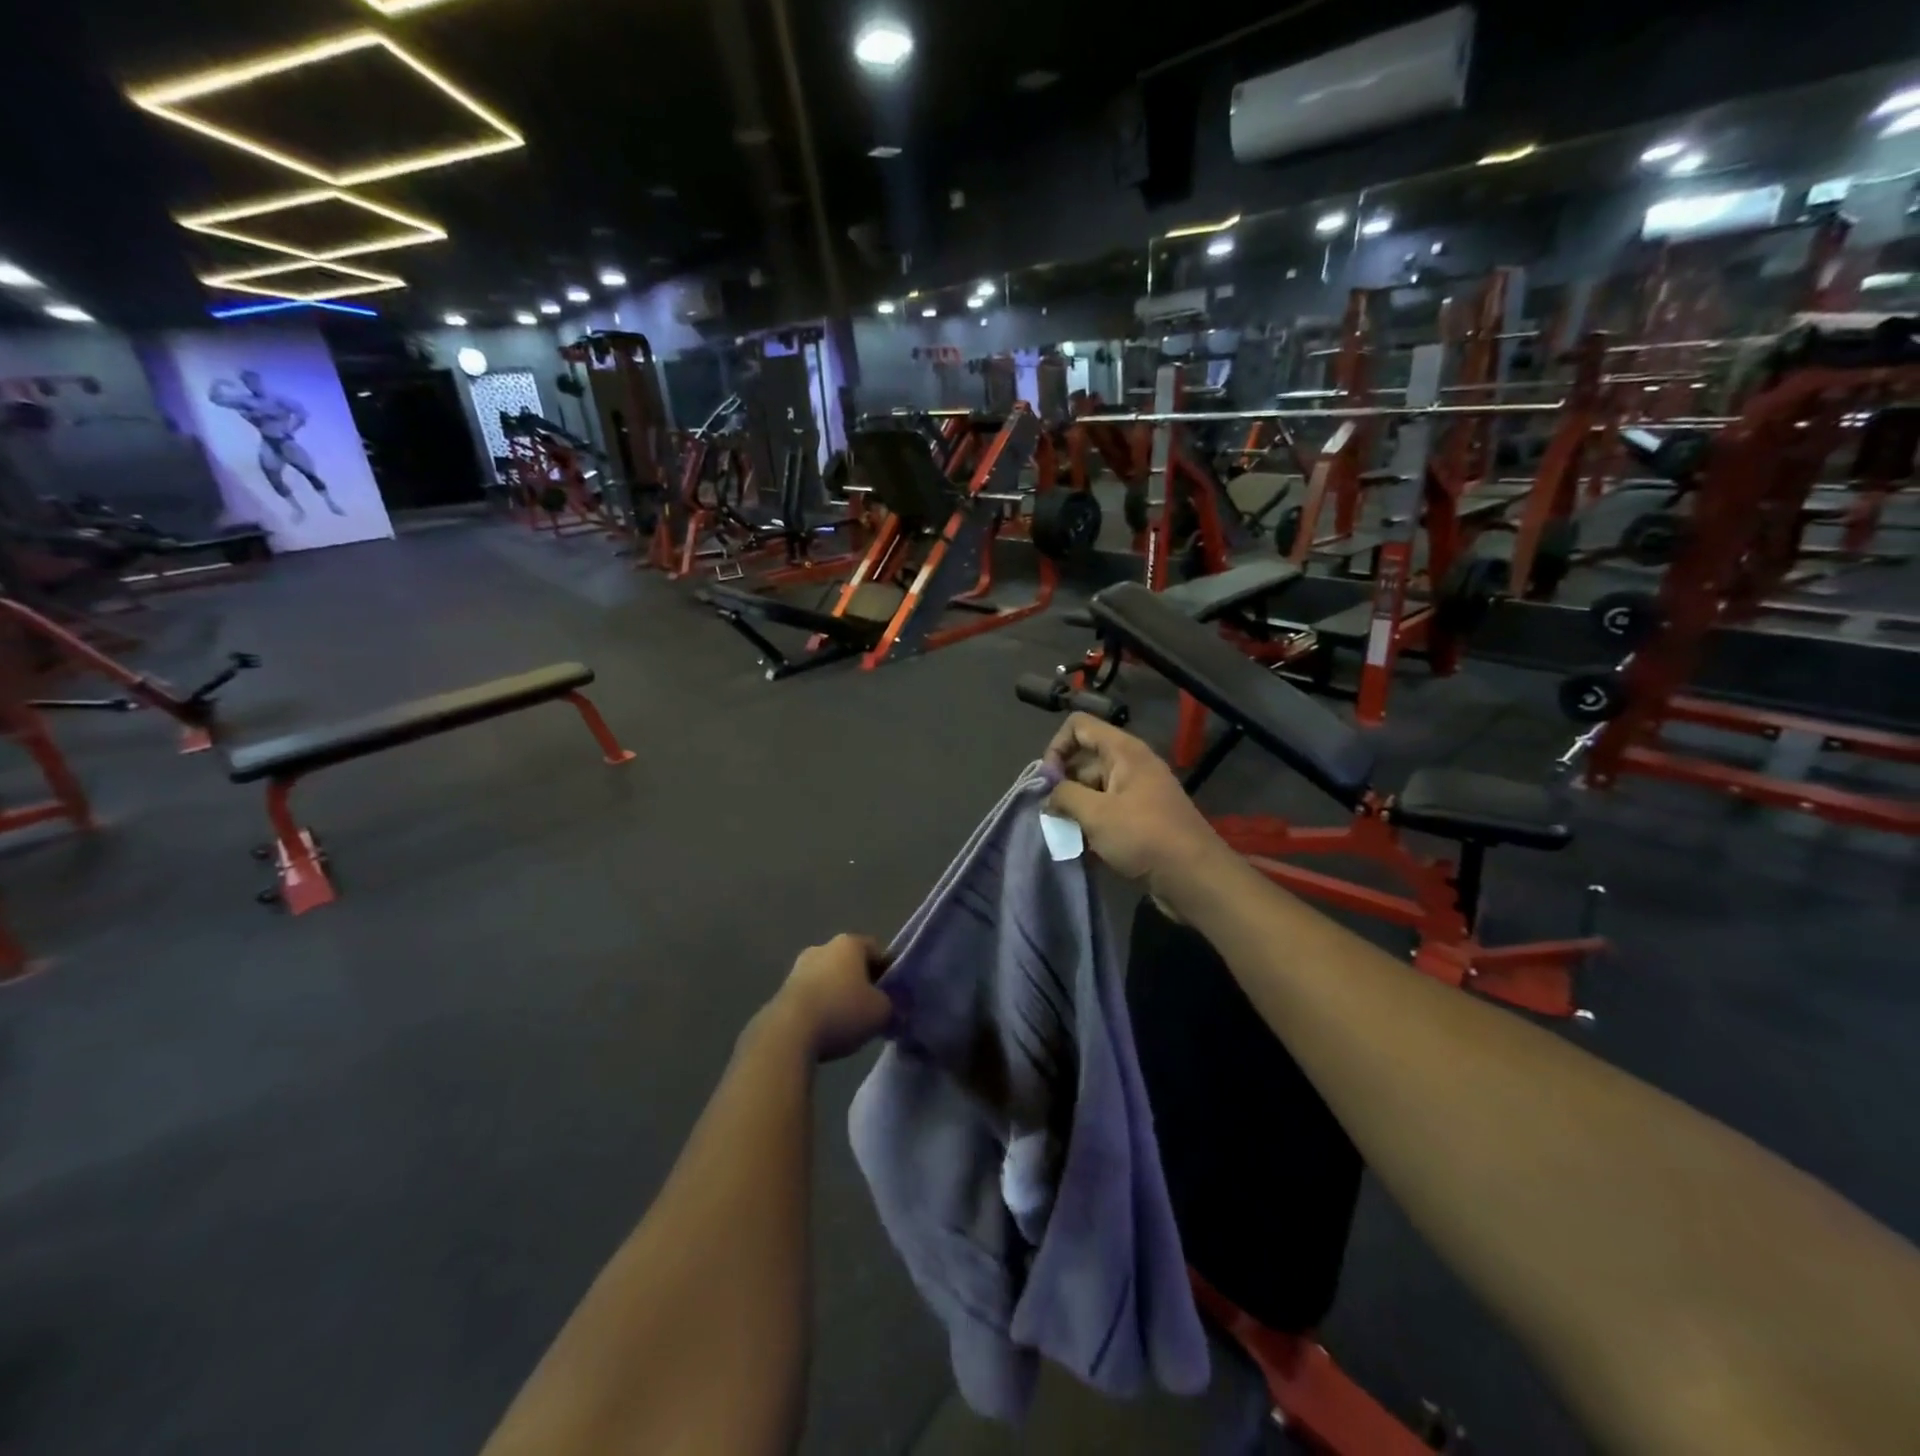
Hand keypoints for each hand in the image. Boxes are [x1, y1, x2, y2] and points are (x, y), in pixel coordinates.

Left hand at [766, 934, 891, 1062]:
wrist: (788, 1033)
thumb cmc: (842, 1012)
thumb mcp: (882, 1012)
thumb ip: (892, 1005)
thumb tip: (890, 1007)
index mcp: (849, 943)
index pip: (876, 950)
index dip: (888, 971)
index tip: (893, 994)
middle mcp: (823, 947)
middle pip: (851, 963)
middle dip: (862, 983)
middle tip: (872, 1008)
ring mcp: (799, 967)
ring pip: (829, 978)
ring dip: (839, 995)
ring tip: (848, 1023)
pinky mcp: (783, 990)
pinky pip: (812, 995)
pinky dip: (821, 1007)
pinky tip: (826, 1029)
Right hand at [1044, 714, 1224, 897]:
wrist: (1194, 877)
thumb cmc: (1144, 837)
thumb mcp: (1096, 814)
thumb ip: (1064, 796)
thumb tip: (1049, 795)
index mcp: (1123, 751)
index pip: (1079, 726)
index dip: (1057, 747)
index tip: (1048, 781)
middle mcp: (1131, 764)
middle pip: (1084, 759)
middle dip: (1062, 783)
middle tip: (1051, 814)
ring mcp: (1137, 792)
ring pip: (1093, 788)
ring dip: (1075, 808)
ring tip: (1065, 834)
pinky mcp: (1141, 818)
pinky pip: (1107, 810)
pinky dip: (1091, 824)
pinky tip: (1081, 847)